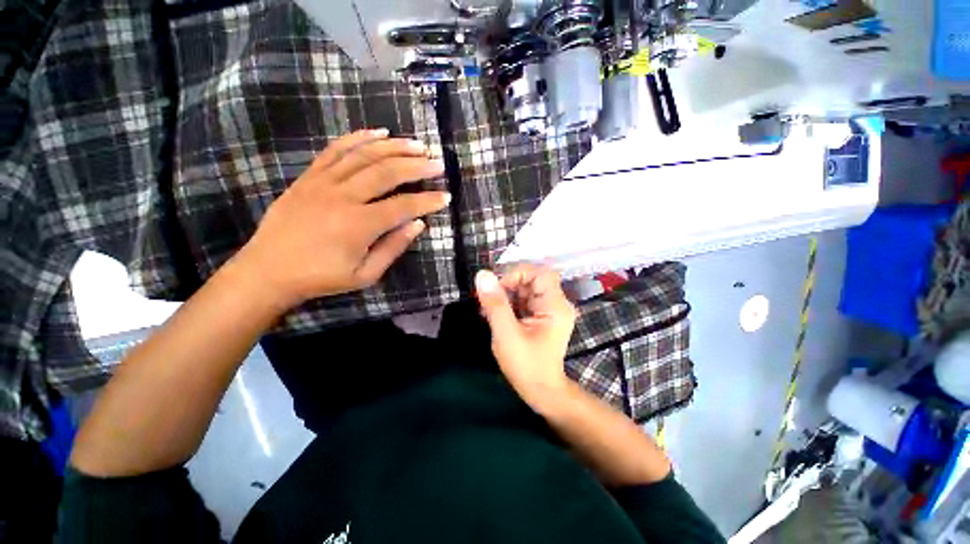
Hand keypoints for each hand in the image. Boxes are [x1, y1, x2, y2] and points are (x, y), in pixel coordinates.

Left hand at [235, 129, 450, 308]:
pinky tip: (378, 133)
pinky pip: (336, 150)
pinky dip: (359, 138)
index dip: (428, 201)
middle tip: (437, 163)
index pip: (404, 206)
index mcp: (360, 224)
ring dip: (395, 147)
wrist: (268, 271)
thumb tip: (418, 225)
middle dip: (417, 166)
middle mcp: (344, 196)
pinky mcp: (309, 176)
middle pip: (387, 172)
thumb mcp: (365, 274)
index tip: (446, 197)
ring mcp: (323, 182)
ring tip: (416, 144)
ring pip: (365, 155)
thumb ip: (393, 248)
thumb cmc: (321, 277)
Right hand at [475, 265, 577, 406]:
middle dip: (507, 287)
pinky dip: (508, 305)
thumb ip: (495, 304)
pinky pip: (523, 301)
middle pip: (531, 280)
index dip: (517, 274)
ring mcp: (549, 310)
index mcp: (555, 306)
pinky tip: (495, 316)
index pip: (540, 273)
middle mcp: (556, 304)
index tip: (497, 289)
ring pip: (525, 290)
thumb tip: (482, 275)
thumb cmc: (526, 366)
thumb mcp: (506, 334)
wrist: (542, 392)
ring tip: (487, 311)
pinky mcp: (541, 317)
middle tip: (487, 302)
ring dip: (505, 296)